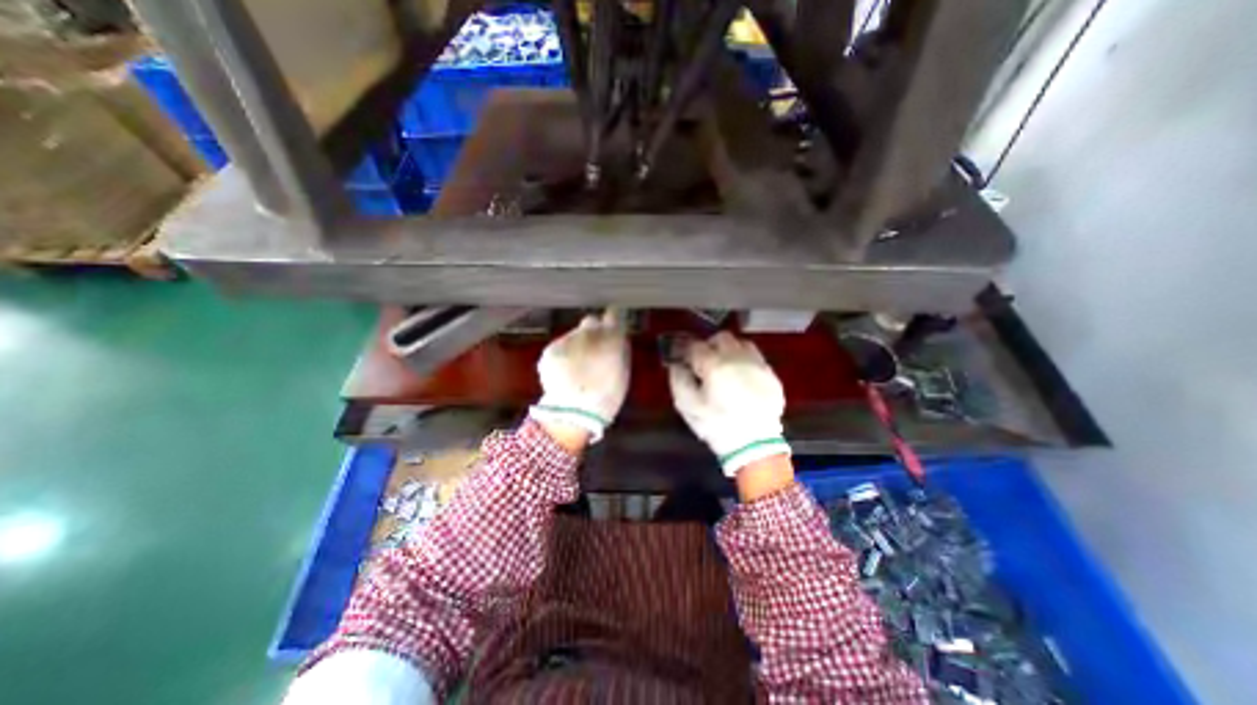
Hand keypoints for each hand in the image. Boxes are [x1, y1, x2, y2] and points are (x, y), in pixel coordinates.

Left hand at [525, 308, 628, 444]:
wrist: (574, 412)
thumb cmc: (607, 395)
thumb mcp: (623, 370)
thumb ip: (620, 348)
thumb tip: (618, 336)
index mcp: (610, 337)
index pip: (614, 314)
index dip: (613, 319)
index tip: (613, 325)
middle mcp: (587, 332)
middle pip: (591, 322)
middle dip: (594, 331)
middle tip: (595, 348)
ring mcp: (566, 340)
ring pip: (575, 334)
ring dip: (578, 343)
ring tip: (578, 365)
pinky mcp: (550, 350)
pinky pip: (561, 345)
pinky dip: (565, 354)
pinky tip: (566, 371)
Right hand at [662, 333, 787, 474]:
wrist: (755, 446)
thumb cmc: (717, 426)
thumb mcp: (688, 407)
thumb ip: (679, 380)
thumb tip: (676, 365)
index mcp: (715, 365)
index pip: (696, 346)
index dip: (686, 350)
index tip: (683, 359)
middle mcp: (737, 358)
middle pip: (721, 338)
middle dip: (710, 345)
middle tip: (703, 361)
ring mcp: (757, 365)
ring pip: (741, 343)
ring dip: (729, 349)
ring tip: (724, 366)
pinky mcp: (771, 375)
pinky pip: (756, 357)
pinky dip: (745, 361)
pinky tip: (742, 377)